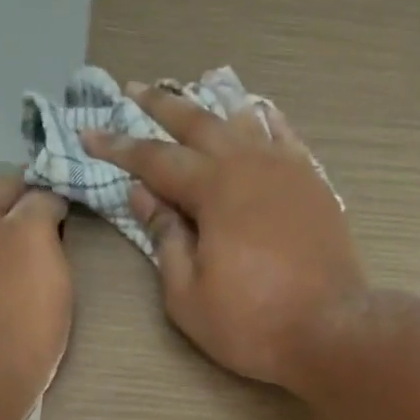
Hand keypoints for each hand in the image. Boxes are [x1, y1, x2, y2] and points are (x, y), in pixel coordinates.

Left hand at [0, 173, 70, 415]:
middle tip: (83, 238)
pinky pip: (10, 282)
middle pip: (13, 217)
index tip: (88, 205)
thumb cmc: (18, 301)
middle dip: (47, 224)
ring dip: (40, 257)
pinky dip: (30, 284)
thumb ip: (42, 202)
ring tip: (70, 270)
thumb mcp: (35, 234)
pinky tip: (48, 297)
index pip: (19, 181)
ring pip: (13, 251)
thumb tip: (48, 197)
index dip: (56, 189)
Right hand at [84, 86, 367, 390]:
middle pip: (198, 123)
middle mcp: (250, 165)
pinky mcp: (313, 185)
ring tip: (191, 92)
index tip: (88, 132)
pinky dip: (264, 119)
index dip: (118, 146)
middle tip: (133, 89)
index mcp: (214, 189)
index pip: (155, 159)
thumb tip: (144, 196)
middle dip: (161, 106)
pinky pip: (285, 137)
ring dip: (211, 106)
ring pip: (243, 121)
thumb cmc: (252, 322)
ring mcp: (287, 170)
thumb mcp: (189, 295)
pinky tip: (256, 110)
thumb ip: (164, 240)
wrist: (330, 331)